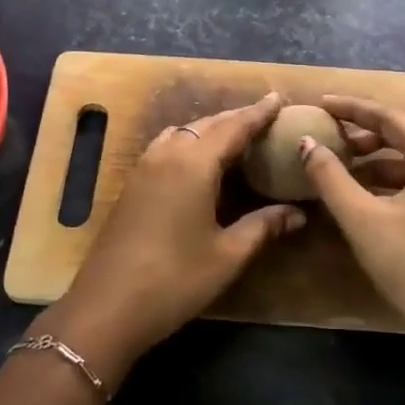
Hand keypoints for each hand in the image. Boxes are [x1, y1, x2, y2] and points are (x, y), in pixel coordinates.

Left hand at [43, 93, 304, 388]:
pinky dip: (190, 141)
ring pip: (184, 132)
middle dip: (237, 118)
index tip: (279, 98)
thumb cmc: (174, 280)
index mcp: (194, 164)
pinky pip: (167, 145)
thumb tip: (298, 213)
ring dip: (211, 128)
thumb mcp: (227, 256)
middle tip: (265, 115)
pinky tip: (199, 160)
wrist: (106, 306)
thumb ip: (263, 226)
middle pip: (208, 124)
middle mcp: (168, 154)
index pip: (234, 127)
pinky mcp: (133, 183)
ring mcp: (145, 167)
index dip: (258, 113)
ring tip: (235, 135)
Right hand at [300, 94, 404, 385]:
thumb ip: (331, 177)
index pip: (392, 117)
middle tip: (334, 130)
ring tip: (344, 160)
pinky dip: (392, 178)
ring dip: (379, 154)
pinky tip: (366, 192)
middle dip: (368, 128)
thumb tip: (306, 144)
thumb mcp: (363, 219)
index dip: (353, 108)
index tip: (322, 104)